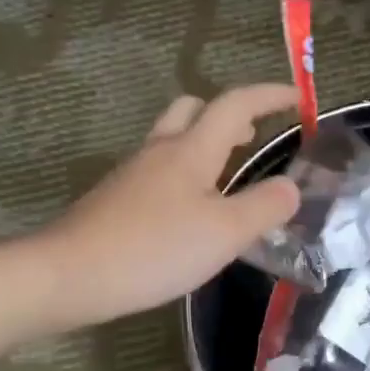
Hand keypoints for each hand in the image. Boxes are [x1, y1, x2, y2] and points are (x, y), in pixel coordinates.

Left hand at [39, 85, 302, 325]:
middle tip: (253, 137)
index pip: (235, 104)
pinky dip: (184, 175)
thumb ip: (264, 207)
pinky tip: (190, 211)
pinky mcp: (116, 200)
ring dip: (204, 145)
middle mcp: (159, 151)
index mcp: (190, 149)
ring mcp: (133, 175)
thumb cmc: (154, 249)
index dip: (269, 95)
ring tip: (227, 176)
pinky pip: (158, 172)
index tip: (298, 99)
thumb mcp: (224, 233)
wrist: (71, 274)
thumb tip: (291, 187)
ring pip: (173, 140)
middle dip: (228, 115)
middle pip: (194, 110)